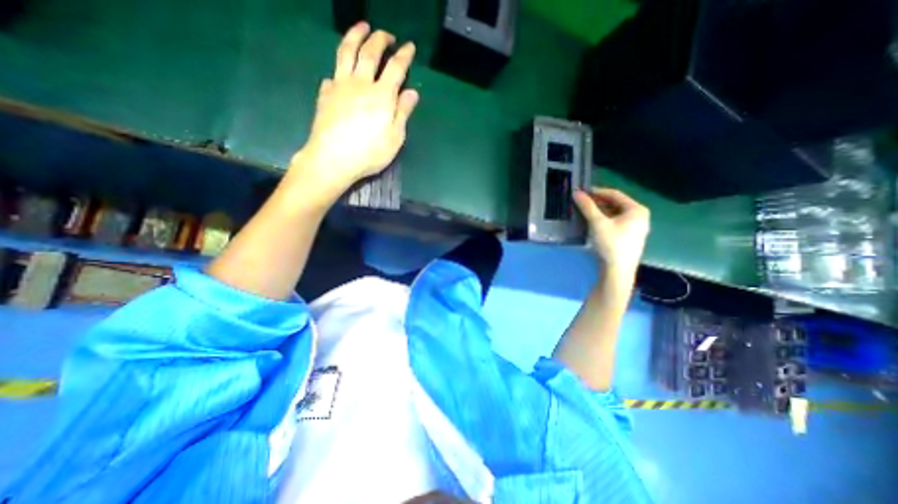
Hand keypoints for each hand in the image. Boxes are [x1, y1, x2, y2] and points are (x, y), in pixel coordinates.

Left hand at [288, 19, 420, 202]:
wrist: (333, 159)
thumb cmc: (370, 153)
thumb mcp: (395, 138)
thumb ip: (403, 113)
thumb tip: (412, 92)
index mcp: (382, 95)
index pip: (396, 68)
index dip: (404, 55)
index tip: (409, 46)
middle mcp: (361, 83)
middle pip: (370, 52)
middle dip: (380, 39)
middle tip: (386, 34)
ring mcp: (340, 85)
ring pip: (347, 52)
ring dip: (355, 35)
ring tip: (362, 28)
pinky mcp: (326, 94)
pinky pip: (333, 74)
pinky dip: (339, 69)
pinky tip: (341, 72)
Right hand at [580, 188, 648, 271]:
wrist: (617, 270)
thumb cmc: (611, 244)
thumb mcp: (597, 223)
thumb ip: (587, 207)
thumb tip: (576, 193)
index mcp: (637, 210)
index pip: (615, 194)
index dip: (597, 191)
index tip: (582, 191)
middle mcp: (639, 216)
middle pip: (615, 204)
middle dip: (598, 202)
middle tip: (582, 202)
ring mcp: (635, 228)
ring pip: (614, 214)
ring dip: (599, 211)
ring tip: (584, 211)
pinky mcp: (628, 237)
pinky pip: (615, 222)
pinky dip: (604, 220)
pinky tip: (592, 222)